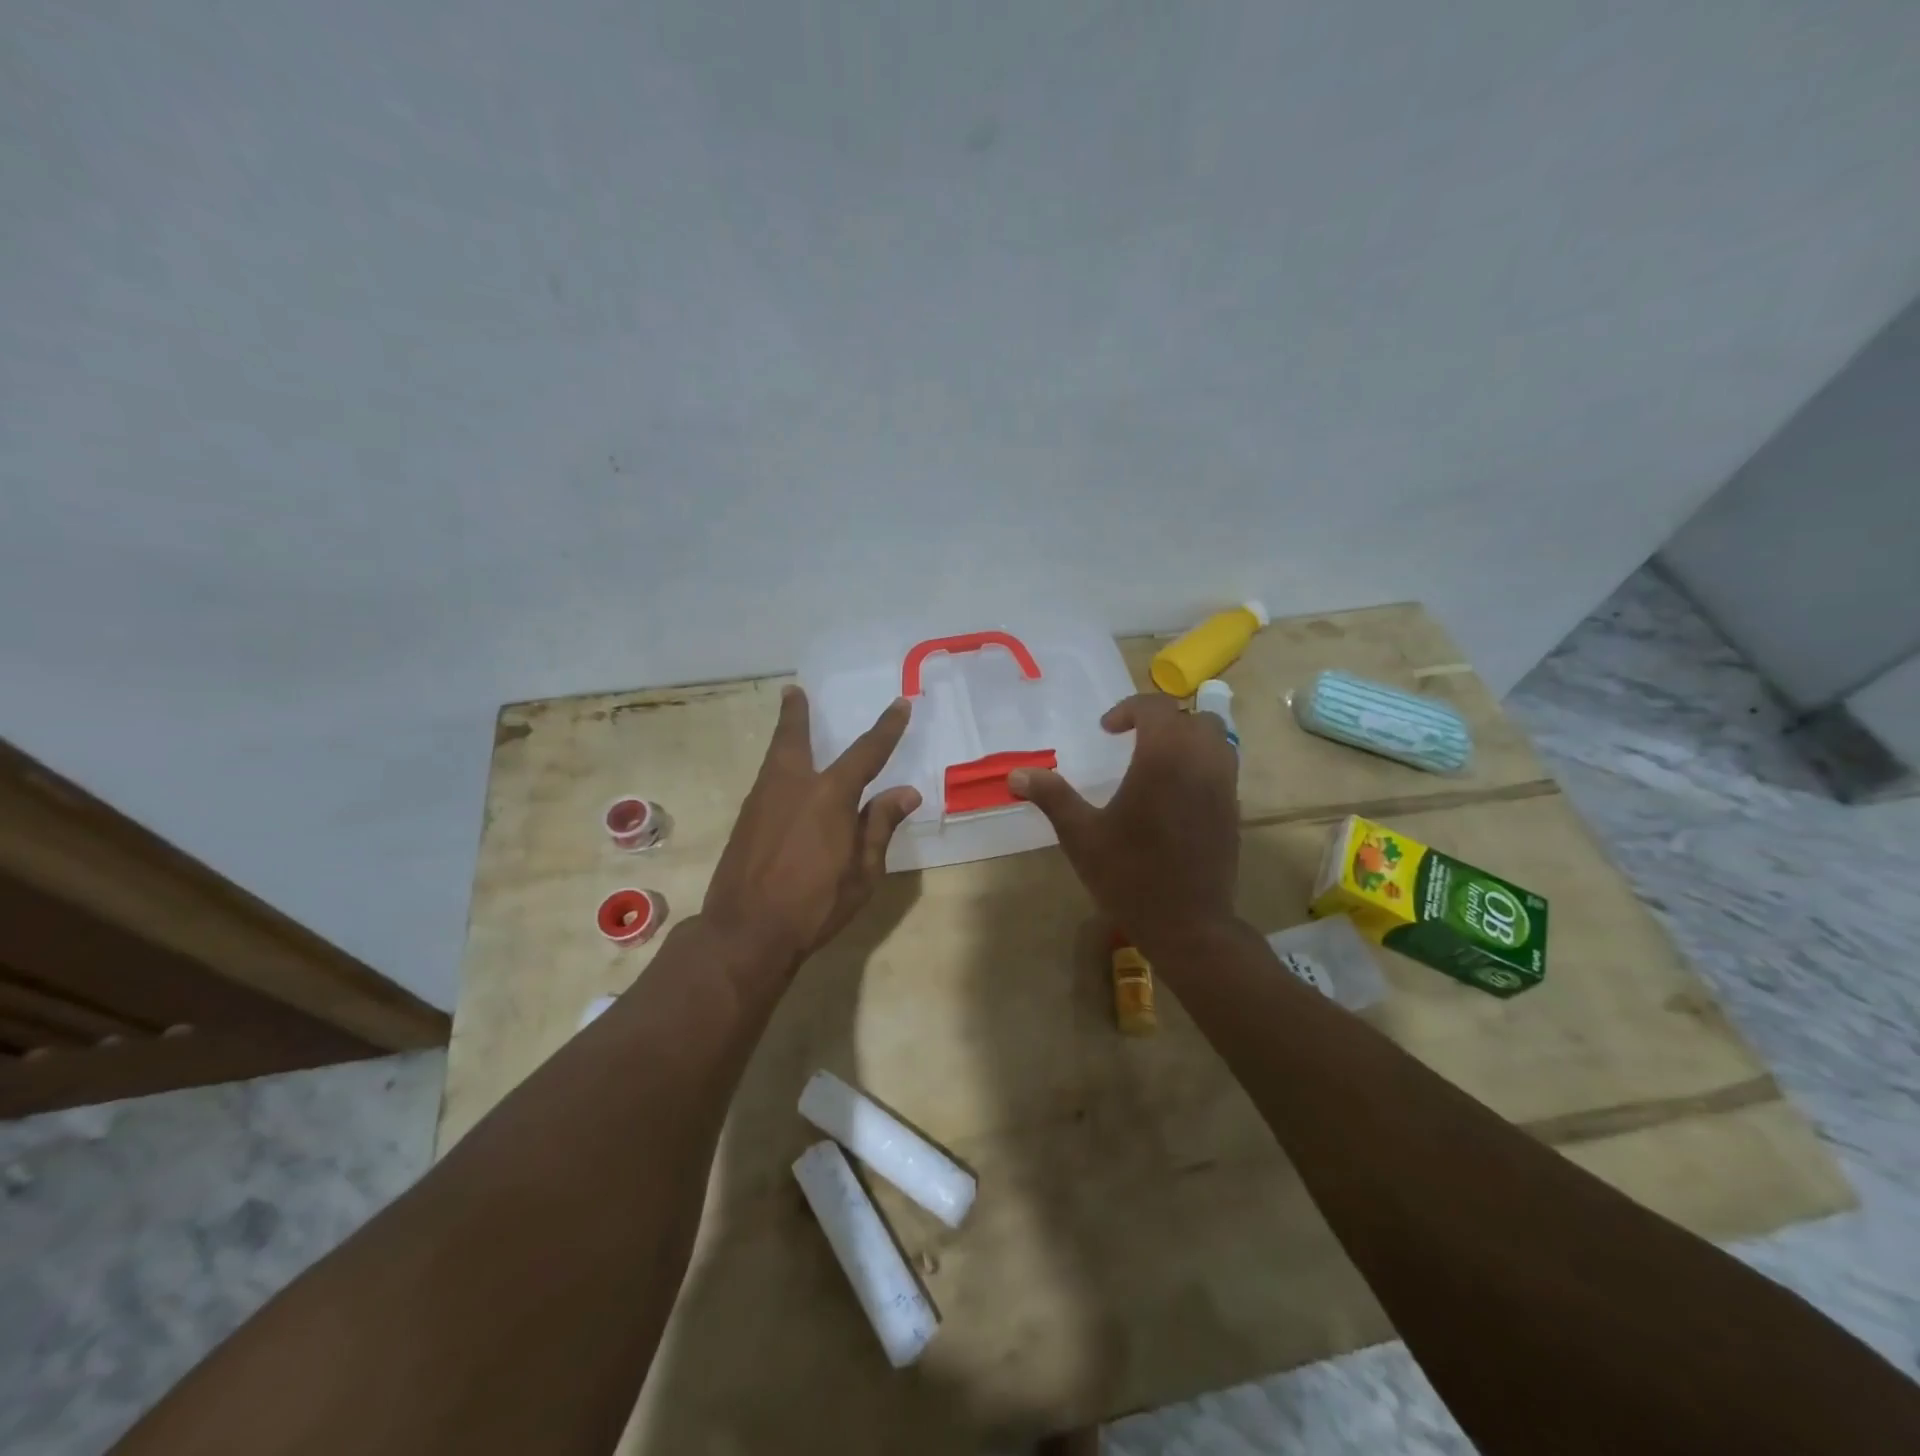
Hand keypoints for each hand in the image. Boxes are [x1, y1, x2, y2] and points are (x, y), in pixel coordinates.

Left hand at [702, 686, 920, 963]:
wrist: (746, 932)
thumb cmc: (815, 904)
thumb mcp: (863, 870)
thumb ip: (880, 825)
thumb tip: (905, 792)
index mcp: (829, 795)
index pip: (866, 752)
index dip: (886, 728)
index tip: (900, 704)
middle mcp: (791, 786)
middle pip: (793, 739)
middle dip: (796, 714)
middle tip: (793, 691)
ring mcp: (761, 801)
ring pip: (774, 759)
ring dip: (784, 738)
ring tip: (788, 725)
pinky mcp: (744, 822)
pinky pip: (766, 783)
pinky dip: (776, 769)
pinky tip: (783, 784)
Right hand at [1010, 693, 1239, 948]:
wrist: (1189, 925)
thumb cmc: (1130, 876)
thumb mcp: (1081, 836)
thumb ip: (1052, 797)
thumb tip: (1017, 773)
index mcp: (1164, 759)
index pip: (1156, 708)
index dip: (1129, 710)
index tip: (1106, 729)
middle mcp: (1201, 762)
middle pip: (1193, 717)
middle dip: (1162, 720)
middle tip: (1132, 739)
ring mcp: (1224, 787)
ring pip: (1217, 740)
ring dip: (1187, 738)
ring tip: (1156, 760)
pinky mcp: (1233, 810)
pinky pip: (1223, 767)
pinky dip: (1201, 762)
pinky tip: (1174, 792)